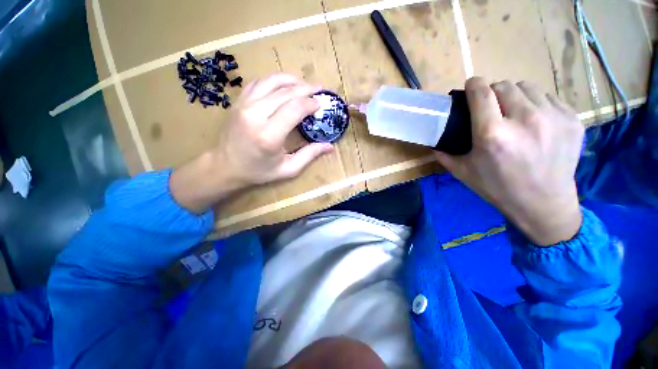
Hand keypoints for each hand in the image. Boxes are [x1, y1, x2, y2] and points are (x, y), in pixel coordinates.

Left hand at [171, 74, 333, 212]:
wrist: (225, 166)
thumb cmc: (258, 171)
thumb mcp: (288, 169)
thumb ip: (309, 155)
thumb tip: (330, 147)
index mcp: (269, 135)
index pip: (295, 108)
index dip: (311, 103)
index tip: (321, 104)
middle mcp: (255, 115)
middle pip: (286, 92)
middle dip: (306, 88)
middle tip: (319, 89)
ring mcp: (244, 105)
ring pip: (272, 81)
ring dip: (291, 80)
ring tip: (304, 84)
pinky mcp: (238, 102)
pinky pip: (259, 83)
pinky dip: (274, 81)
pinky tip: (284, 86)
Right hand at [435, 78, 583, 245]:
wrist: (543, 203)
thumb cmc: (497, 188)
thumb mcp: (463, 172)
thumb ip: (445, 154)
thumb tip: (434, 142)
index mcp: (492, 134)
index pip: (481, 92)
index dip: (473, 85)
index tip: (470, 87)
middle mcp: (524, 119)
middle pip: (504, 85)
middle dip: (492, 92)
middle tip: (490, 107)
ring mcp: (553, 117)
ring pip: (527, 87)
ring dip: (515, 96)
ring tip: (513, 113)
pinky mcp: (572, 119)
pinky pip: (548, 98)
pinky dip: (536, 104)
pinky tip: (534, 122)